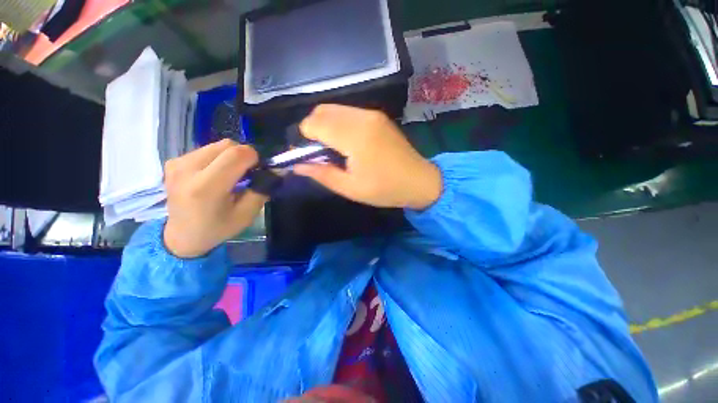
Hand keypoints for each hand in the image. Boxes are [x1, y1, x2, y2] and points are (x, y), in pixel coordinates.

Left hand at [163, 139, 266, 258]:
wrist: (181, 235)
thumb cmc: (217, 228)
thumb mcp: (246, 215)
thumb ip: (261, 190)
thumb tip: (276, 171)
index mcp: (206, 187)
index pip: (237, 154)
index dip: (255, 158)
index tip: (259, 170)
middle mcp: (187, 169)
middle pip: (228, 145)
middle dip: (244, 156)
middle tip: (247, 173)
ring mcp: (177, 163)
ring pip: (217, 145)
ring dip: (231, 156)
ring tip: (231, 174)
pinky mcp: (173, 161)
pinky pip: (206, 150)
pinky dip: (218, 158)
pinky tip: (215, 174)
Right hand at [294, 104, 441, 209]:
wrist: (419, 181)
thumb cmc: (385, 189)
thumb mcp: (351, 188)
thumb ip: (322, 174)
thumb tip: (297, 166)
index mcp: (355, 136)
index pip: (314, 124)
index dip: (304, 139)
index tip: (308, 156)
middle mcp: (362, 117)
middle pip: (322, 111)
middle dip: (313, 130)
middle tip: (320, 154)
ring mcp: (372, 114)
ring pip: (334, 109)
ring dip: (326, 126)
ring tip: (334, 150)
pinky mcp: (378, 116)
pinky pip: (349, 112)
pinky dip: (339, 124)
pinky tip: (347, 143)